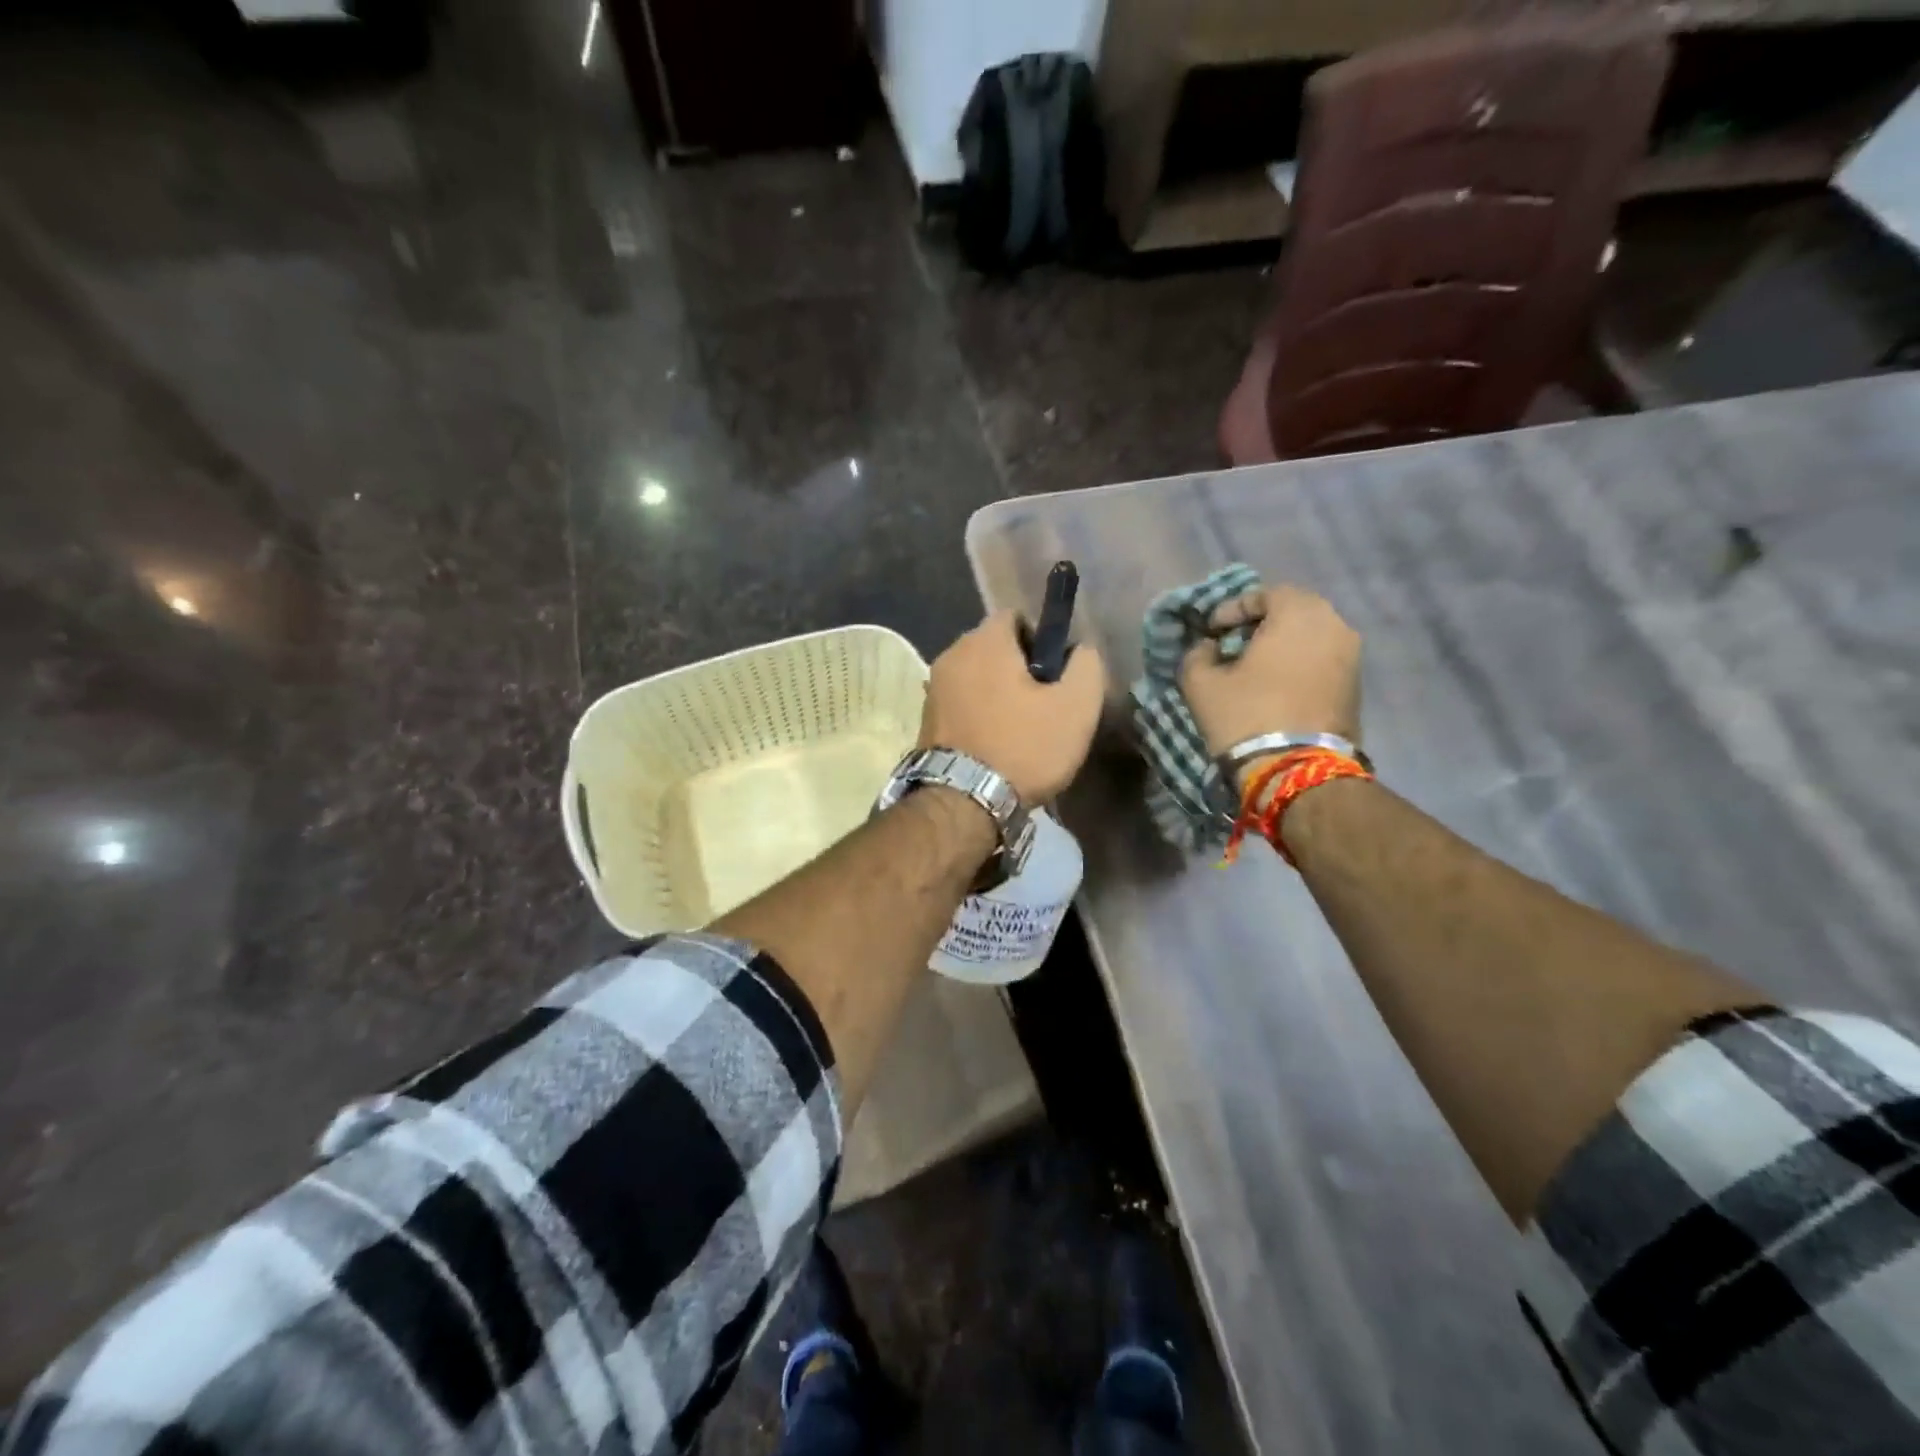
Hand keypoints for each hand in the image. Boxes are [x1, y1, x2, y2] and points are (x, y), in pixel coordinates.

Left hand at [919, 610, 1107, 803]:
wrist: (963, 803)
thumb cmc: (1023, 747)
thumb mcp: (1076, 706)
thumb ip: (1086, 665)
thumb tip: (1080, 649)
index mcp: (985, 641)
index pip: (1016, 617)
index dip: (1042, 639)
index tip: (1056, 674)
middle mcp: (951, 654)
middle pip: (994, 648)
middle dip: (1019, 668)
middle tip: (1043, 705)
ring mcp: (933, 688)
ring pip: (976, 677)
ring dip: (997, 693)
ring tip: (1020, 730)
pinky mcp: (925, 720)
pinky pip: (961, 703)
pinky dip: (978, 714)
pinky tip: (995, 744)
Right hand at [1179, 584, 1360, 762]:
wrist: (1297, 771)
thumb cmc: (1246, 715)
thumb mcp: (1201, 683)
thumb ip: (1197, 654)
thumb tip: (1207, 648)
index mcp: (1299, 613)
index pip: (1265, 593)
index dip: (1232, 609)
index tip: (1211, 631)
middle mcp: (1335, 625)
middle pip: (1293, 612)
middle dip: (1260, 625)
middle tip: (1232, 645)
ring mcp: (1352, 657)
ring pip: (1310, 637)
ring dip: (1281, 646)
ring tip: (1252, 669)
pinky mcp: (1356, 686)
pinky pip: (1322, 661)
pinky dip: (1299, 665)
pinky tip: (1275, 687)